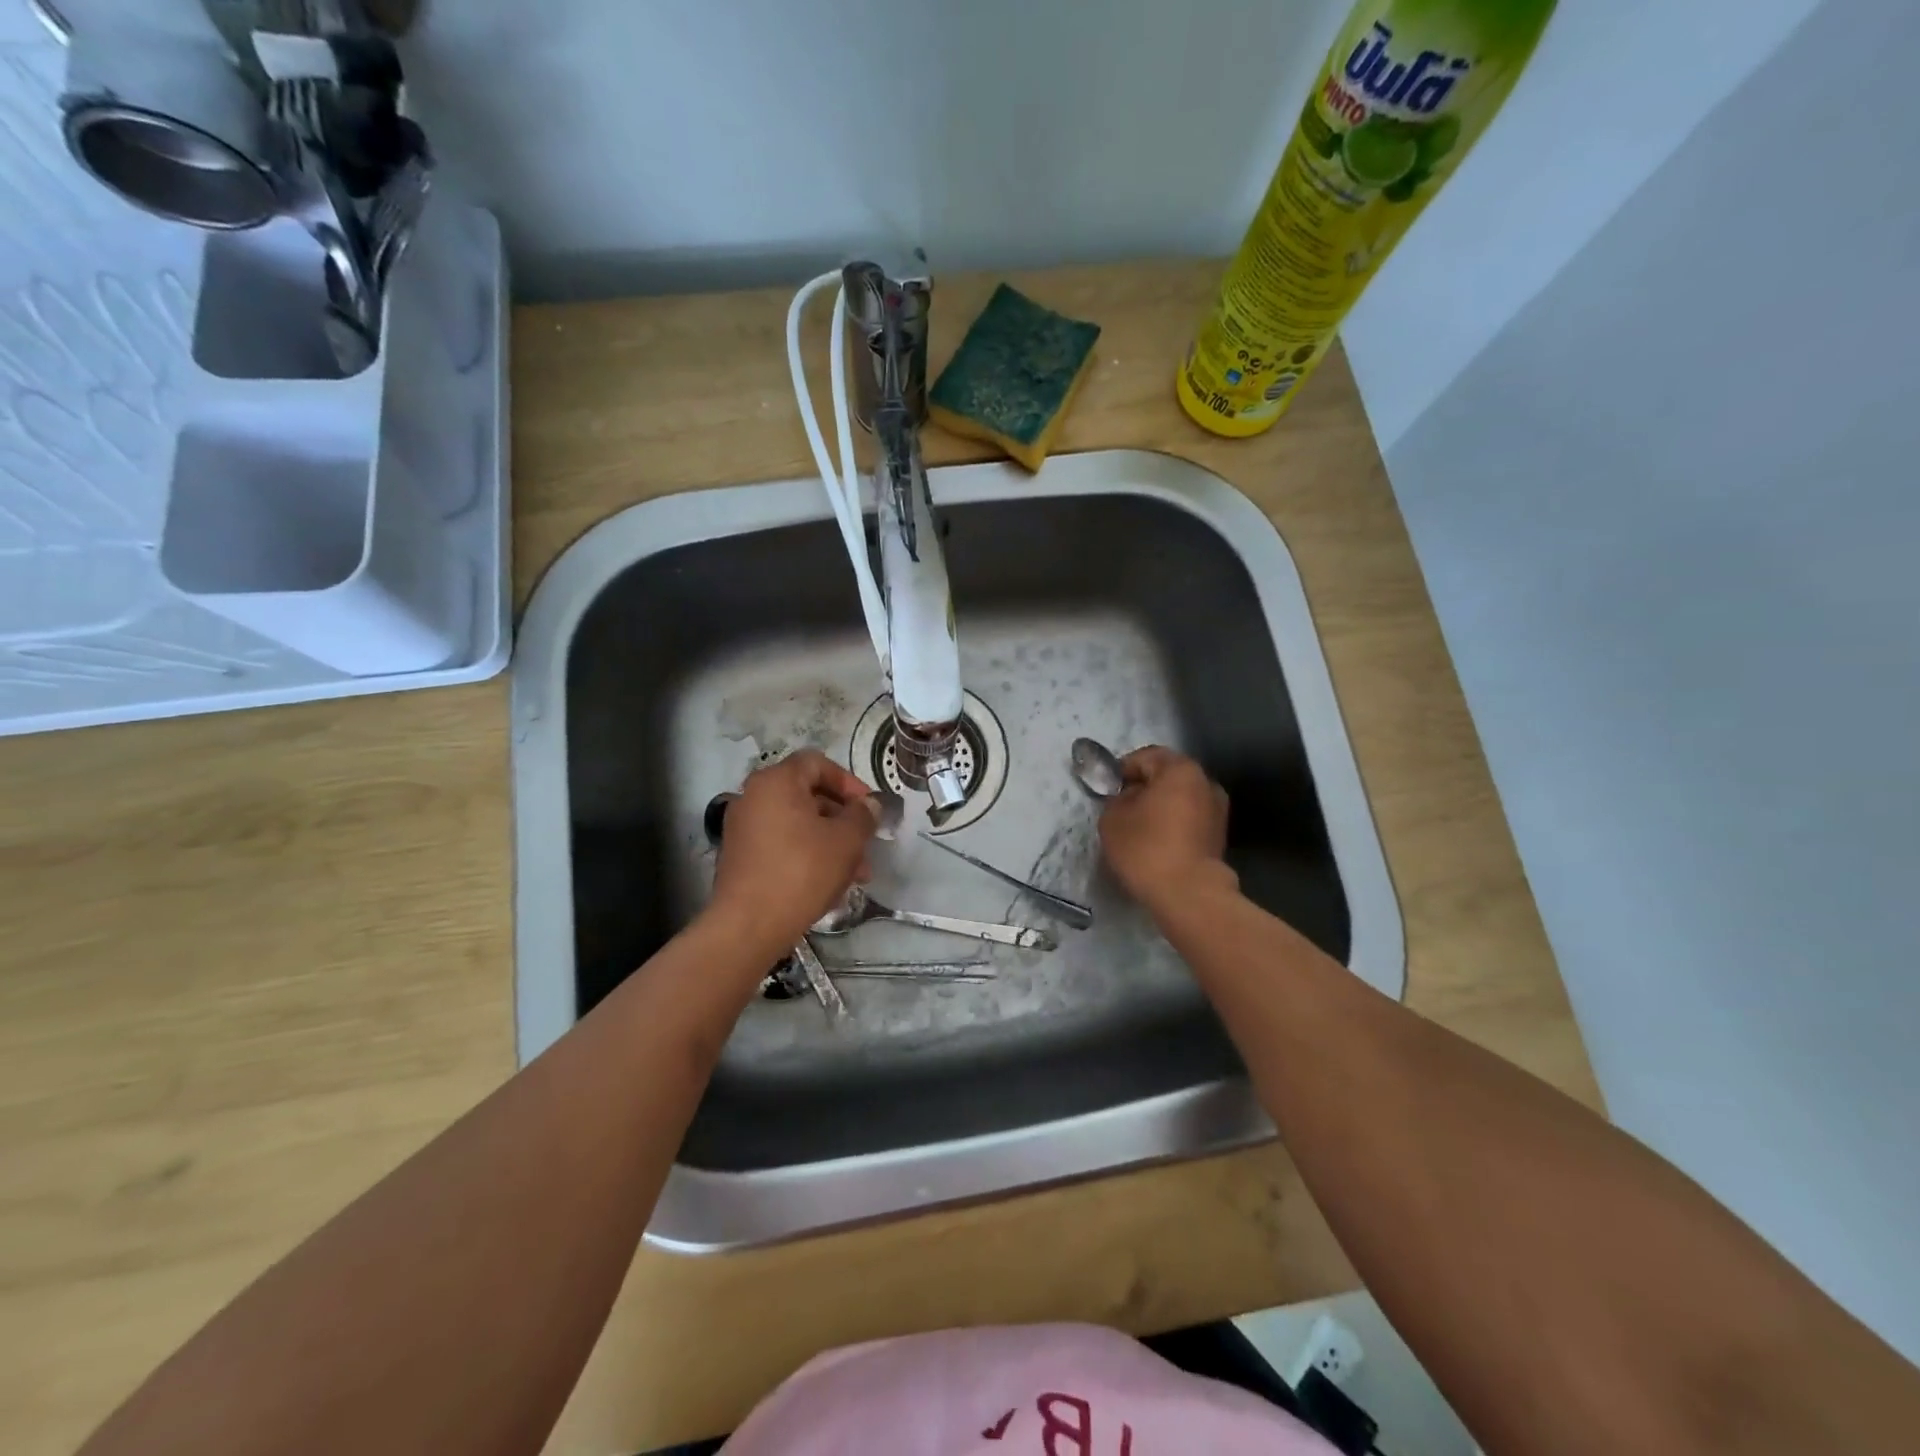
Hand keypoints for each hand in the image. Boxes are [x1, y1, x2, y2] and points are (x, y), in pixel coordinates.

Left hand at [708, 750, 880, 959]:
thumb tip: (868, 804)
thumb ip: (862, 815)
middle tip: (866, 847)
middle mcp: (753, 796)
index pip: (817, 764)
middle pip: (808, 796)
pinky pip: (781, 844)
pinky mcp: (740, 856)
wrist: (748, 925)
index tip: (868, 808)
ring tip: (855, 875)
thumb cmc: (802, 871)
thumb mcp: (846, 841)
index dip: (848, 782)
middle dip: (843, 820)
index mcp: (776, 781)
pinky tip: (828, 884)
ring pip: (798, 824)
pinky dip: (807, 855)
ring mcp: (743, 827)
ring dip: (830, 843)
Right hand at [1098, 746, 1235, 914]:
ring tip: (1139, 828)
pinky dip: (1174, 825)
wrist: (1188, 893)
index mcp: (1180, 769)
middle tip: (1122, 808)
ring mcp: (1218, 810)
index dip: (1122, 770)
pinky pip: (1189, 819)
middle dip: (1144, 788)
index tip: (1108, 790)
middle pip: (1167, 776)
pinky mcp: (1219, 836)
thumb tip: (1130, 797)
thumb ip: (1118, 798)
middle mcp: (1206, 782)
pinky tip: (1157, 843)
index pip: (1145, 757)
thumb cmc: (1146, 847)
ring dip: (1161, 807)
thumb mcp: (1112, 817)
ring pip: (1180, 798)